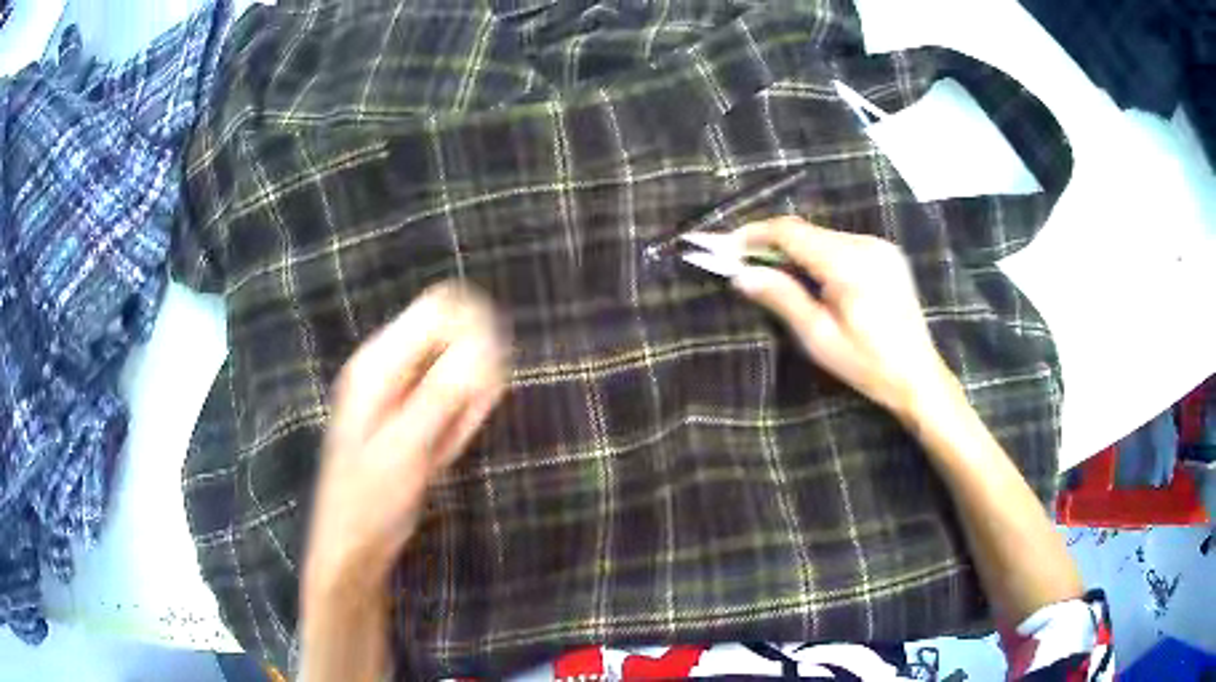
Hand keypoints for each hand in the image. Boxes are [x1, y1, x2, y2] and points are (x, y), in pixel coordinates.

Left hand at [305, 281, 509, 597]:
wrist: (353, 540)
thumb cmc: (371, 498)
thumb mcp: (407, 448)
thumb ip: (444, 393)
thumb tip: (488, 344)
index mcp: (378, 363)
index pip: (440, 308)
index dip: (476, 330)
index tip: (491, 376)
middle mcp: (387, 364)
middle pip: (453, 335)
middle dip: (472, 377)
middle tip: (457, 426)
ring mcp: (398, 388)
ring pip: (457, 369)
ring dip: (466, 406)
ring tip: (442, 448)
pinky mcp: (409, 410)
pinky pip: (451, 398)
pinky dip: (459, 421)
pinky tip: (441, 452)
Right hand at [731, 216, 955, 422]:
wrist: (918, 376)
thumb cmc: (867, 365)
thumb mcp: (819, 337)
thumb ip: (782, 298)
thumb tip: (740, 275)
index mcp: (849, 263)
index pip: (791, 232)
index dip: (755, 234)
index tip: (726, 246)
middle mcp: (865, 244)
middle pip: (807, 231)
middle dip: (773, 244)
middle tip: (745, 264)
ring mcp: (880, 246)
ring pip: (824, 236)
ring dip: (797, 250)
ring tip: (776, 274)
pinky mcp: (887, 253)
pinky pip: (843, 244)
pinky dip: (820, 254)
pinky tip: (814, 278)